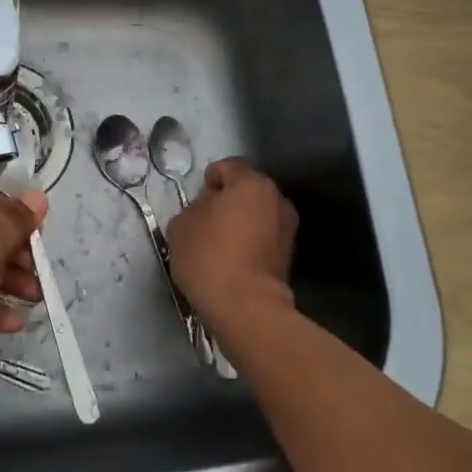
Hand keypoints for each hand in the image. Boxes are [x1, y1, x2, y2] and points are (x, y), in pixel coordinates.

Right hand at [167, 158, 298, 325]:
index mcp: (251, 183)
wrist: (244, 306)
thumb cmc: (208, 255)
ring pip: (259, 214)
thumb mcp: (182, 223)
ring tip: (221, 243)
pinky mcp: (290, 255)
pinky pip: (264, 237)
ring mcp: (288, 228)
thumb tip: (210, 207)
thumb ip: (196, 205)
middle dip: (229, 200)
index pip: (229, 166)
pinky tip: (234, 260)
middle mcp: (277, 199)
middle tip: (207, 220)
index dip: (210, 178)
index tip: (197, 199)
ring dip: (243, 222)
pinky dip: (251, 242)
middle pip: (248, 189)